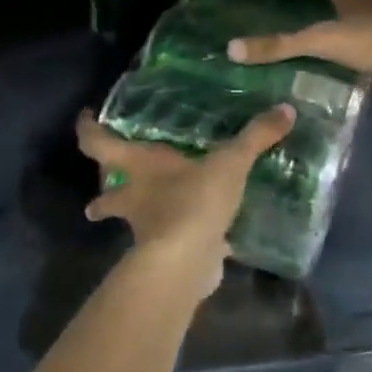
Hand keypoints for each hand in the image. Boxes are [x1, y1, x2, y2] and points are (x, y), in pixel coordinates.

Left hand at [75, 105, 295, 297]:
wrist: (186, 262)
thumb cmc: (193, 201)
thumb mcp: (230, 162)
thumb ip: (255, 136)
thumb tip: (286, 109)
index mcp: (138, 166)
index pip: (98, 143)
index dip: (88, 129)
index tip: (85, 118)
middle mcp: (133, 197)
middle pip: (106, 192)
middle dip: (103, 190)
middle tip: (108, 180)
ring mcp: (145, 230)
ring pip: (132, 220)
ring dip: (136, 216)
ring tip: (149, 211)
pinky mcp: (164, 256)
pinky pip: (170, 243)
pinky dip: (181, 240)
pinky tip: (202, 239)